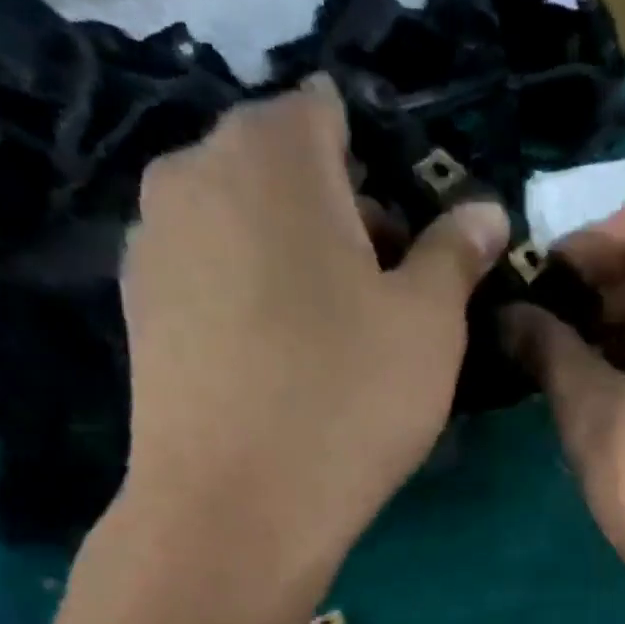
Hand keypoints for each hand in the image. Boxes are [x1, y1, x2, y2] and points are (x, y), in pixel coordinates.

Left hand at [118, 74, 509, 569]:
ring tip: (334, 343)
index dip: (383, 170)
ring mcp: (154, 242)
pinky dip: (252, 301)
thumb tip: (484, 211)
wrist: (237, 508)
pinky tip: (281, 368)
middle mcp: (194, 172)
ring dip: (296, 262)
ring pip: (245, 226)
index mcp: (273, 153)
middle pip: (284, 170)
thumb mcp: (430, 325)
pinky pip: (213, 278)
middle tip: (386, 301)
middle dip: (341, 217)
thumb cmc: (348, 401)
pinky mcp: (140, 310)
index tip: (412, 246)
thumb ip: (457, 253)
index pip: (331, 114)